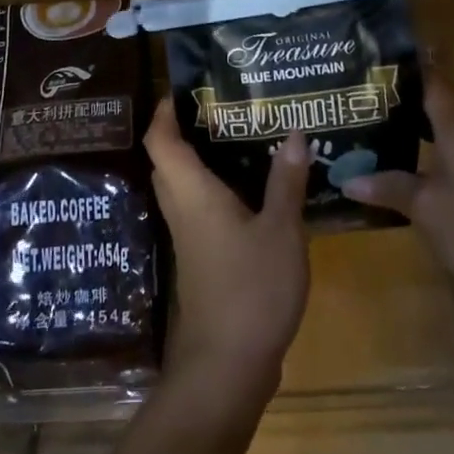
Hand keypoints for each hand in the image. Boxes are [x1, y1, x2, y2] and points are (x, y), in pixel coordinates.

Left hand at [145, 100, 309, 412]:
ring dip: (203, 159)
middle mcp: (181, 208)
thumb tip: (294, 133)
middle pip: (168, 159)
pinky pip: (199, 207)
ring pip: (184, 184)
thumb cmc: (251, 289)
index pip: (160, 139)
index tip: (189, 88)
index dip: (166, 110)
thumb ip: (285, 182)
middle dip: (189, 129)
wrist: (227, 365)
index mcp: (191, 192)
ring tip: (245, 136)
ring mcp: (188, 236)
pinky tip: (254, 187)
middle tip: (228, 107)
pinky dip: (217, 188)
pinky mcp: (200, 257)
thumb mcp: (281, 231)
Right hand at [343, 70, 453, 332]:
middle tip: (359, 97)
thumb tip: (348, 178)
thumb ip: (389, 187)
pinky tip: (401, 177)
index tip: (382, 50)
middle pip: (440, 108)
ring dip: (414, 135)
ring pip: (447, 140)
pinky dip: (427, 164)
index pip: (436, 81)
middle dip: (403, 102)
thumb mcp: (426, 208)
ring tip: (370, 133)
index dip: (412, 63)